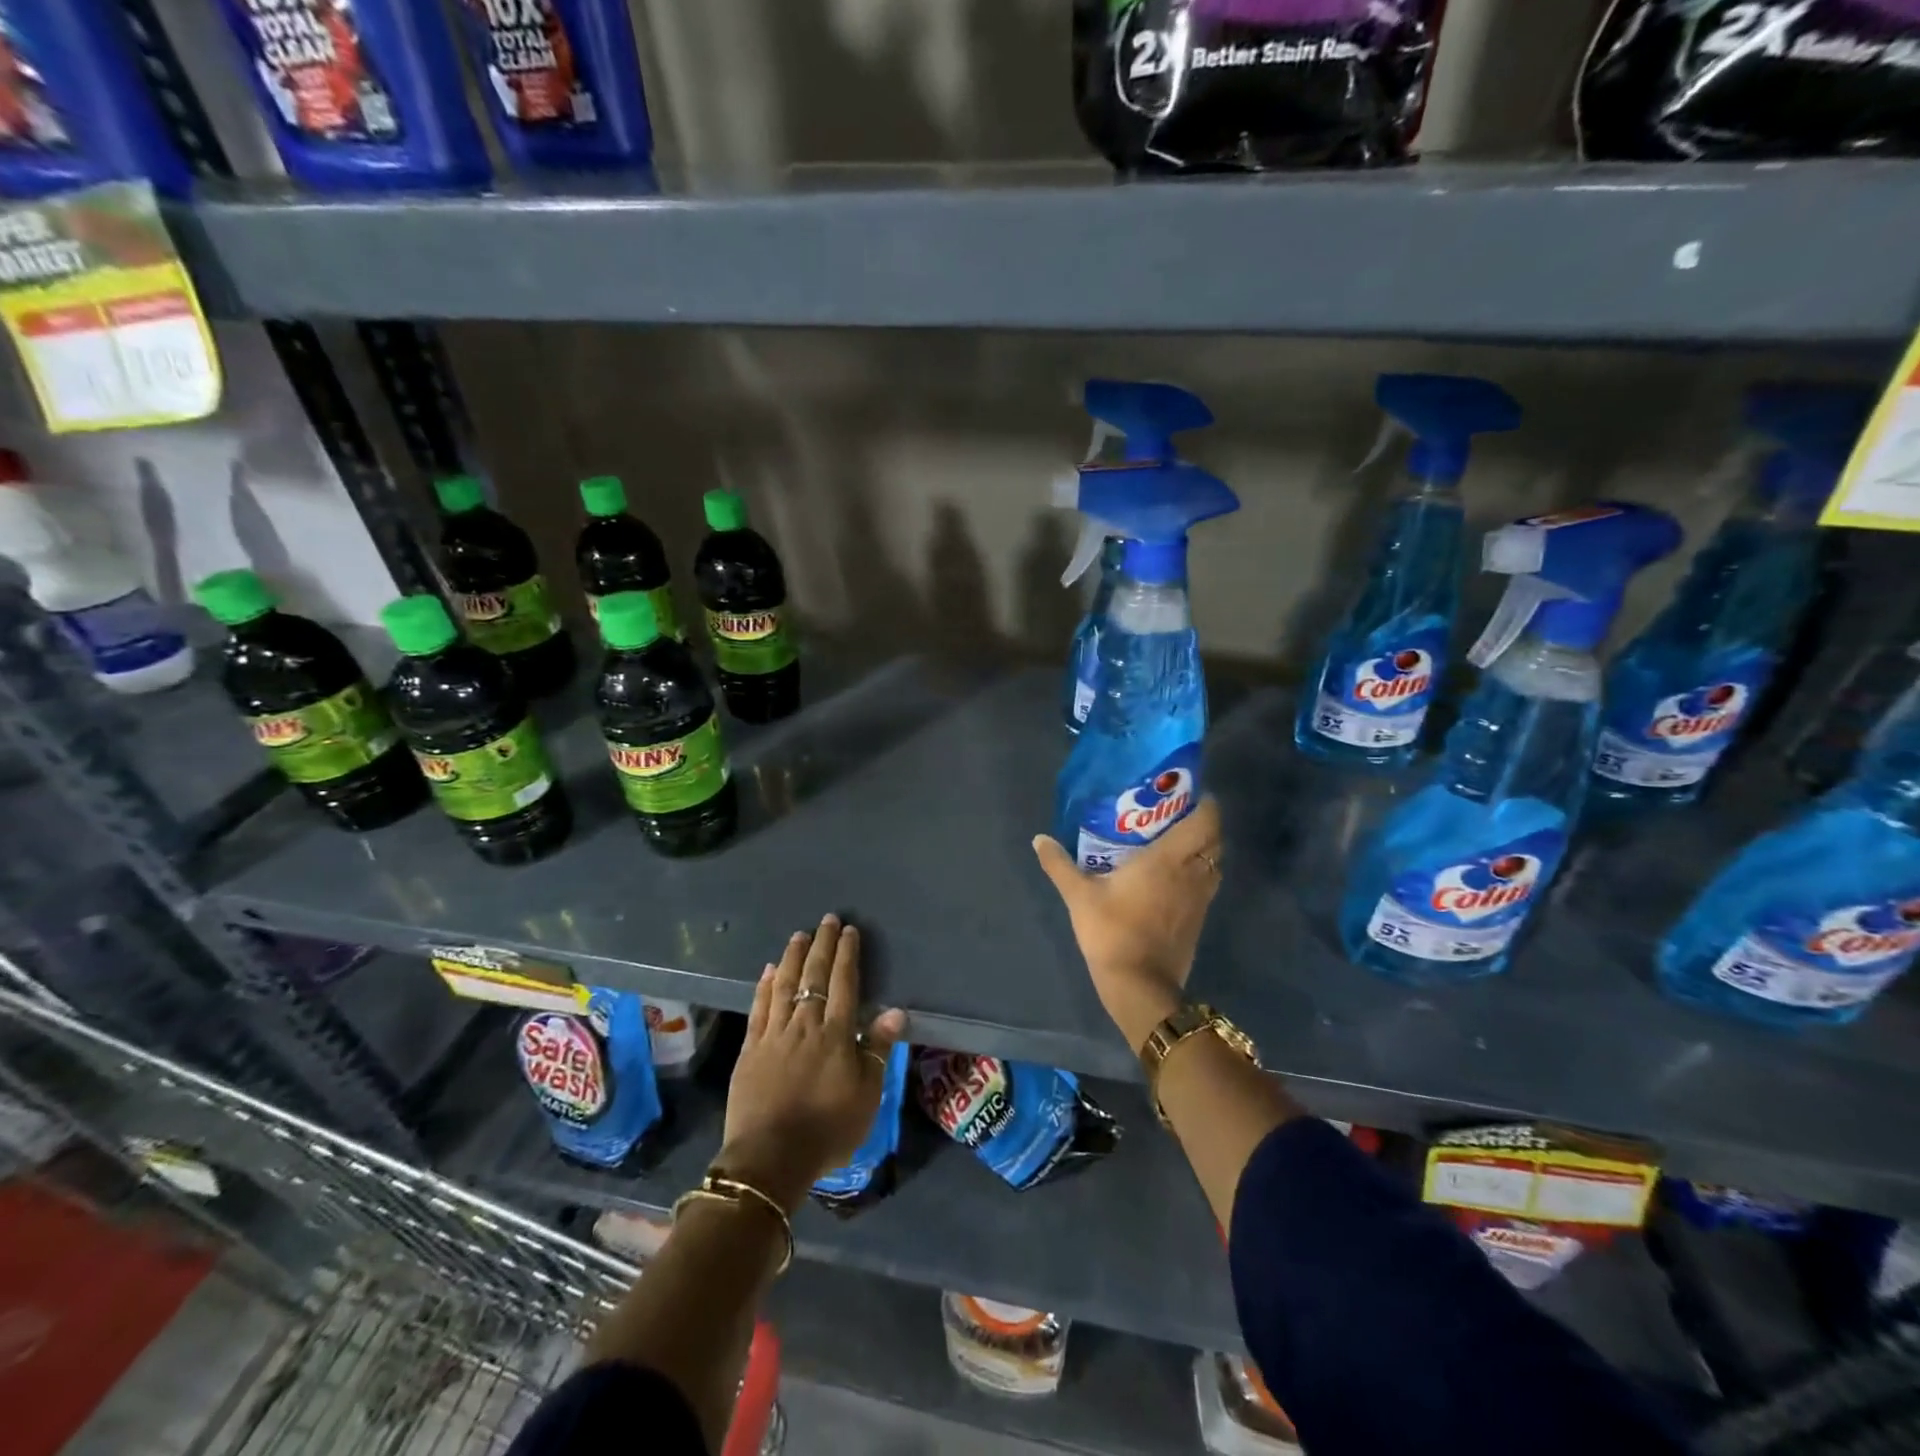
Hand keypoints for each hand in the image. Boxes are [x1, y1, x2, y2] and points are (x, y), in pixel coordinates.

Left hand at [719, 914, 907, 1212]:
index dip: (847, 954)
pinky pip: (759, 1008)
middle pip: (814, 976)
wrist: (770, 1158)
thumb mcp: (866, 1095)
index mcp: (836, 1034)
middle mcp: (805, 1025)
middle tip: (827, 920)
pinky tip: (770, 970)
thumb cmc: (827, 1129)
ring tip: (799, 935)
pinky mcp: (751, 1049)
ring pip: (785, 985)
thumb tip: (894, 1010)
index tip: (849, 930)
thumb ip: (877, 1049)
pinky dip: (765, 986)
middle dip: (822, 945)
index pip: (843, 983)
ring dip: (793, 957)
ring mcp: (774, 1034)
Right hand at [1032, 796, 1223, 1050]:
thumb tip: (1039, 839)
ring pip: (1214, 861)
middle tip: (1174, 813)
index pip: (1205, 821)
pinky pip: (1208, 882)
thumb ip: (1059, 864)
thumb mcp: (1078, 895)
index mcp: (1169, 859)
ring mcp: (1200, 898)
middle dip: (1201, 821)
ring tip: (1175, 840)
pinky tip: (1174, 874)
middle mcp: (1192, 873)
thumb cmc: (1111, 931)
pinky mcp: (1199, 918)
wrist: (1139, 985)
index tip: (1186, 792)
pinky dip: (1199, 870)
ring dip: (1202, 848)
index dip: (1204, 803)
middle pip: (1214, 838)